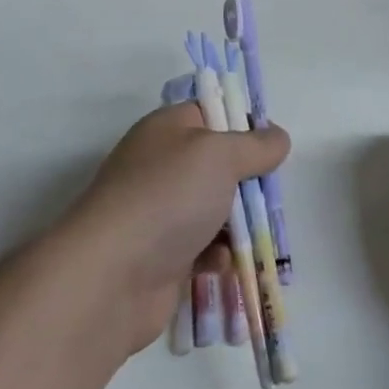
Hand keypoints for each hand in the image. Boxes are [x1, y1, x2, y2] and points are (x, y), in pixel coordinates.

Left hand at [62, 104, 288, 356]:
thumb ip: (255, 145)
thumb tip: (278, 137)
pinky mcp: (163, 255)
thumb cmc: (167, 197)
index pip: (211, 112)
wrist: (111, 276)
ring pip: (215, 209)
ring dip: (238, 224)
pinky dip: (218, 255)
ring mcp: (160, 212)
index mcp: (167, 129)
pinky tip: (222, 264)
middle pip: (218, 165)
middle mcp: (161, 165)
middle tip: (269, 198)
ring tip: (255, 236)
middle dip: (248, 183)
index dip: (243, 125)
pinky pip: (203, 248)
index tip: (271, 146)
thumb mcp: (219, 154)